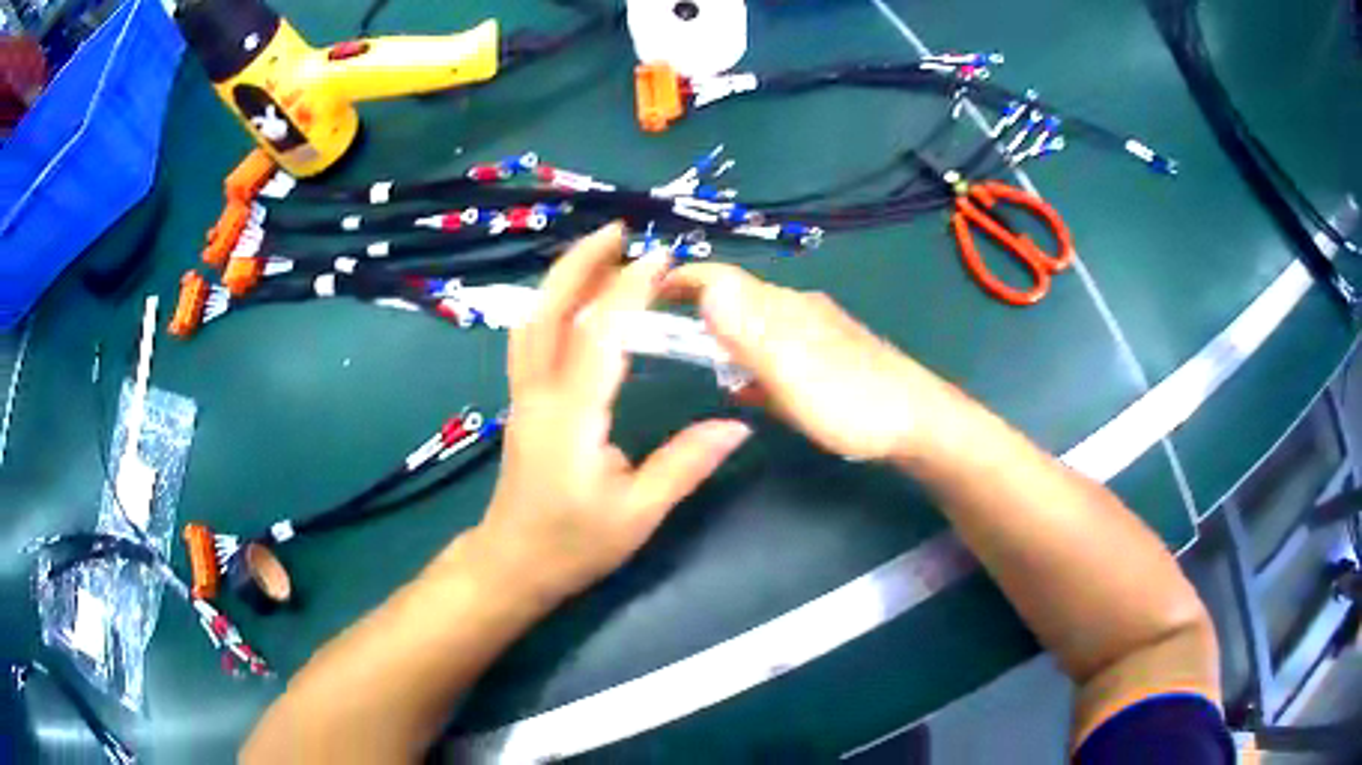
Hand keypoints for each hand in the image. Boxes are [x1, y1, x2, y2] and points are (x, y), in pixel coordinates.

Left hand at [468, 224, 751, 606]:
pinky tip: (579, 301)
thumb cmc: (573, 544)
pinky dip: (555, 305)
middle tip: (617, 231)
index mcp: (572, 416)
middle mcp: (540, 394)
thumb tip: (737, 426)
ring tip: (601, 252)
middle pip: (547, 311)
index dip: (629, 288)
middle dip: (579, 263)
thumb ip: (685, 464)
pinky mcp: (523, 403)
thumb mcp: (638, 513)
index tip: (661, 257)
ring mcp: (524, 396)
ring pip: (533, 321)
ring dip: (563, 279)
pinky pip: (533, 338)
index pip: (599, 333)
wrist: (514, 565)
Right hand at [664, 263, 943, 461]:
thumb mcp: (793, 369)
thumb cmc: (851, 401)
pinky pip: (775, 356)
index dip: (681, 278)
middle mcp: (796, 312)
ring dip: (722, 336)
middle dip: (695, 307)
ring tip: (691, 358)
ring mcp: (814, 336)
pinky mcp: (826, 362)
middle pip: (736, 299)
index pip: (722, 278)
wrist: (917, 424)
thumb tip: (706, 286)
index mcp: (782, 308)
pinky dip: (751, 365)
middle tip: (657, 332)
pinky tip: (745, 390)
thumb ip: (749, 330)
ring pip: (755, 327)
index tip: (641, 290)